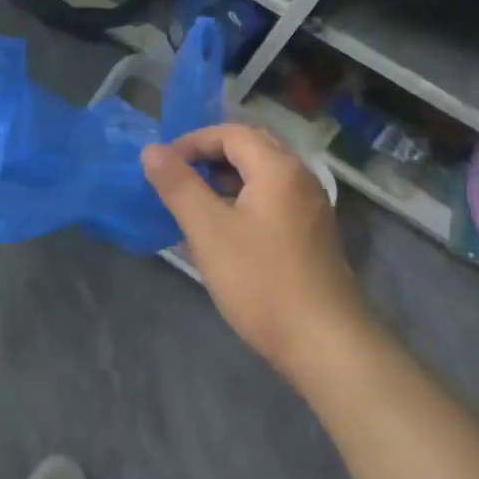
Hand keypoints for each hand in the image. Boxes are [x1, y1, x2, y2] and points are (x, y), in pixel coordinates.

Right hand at [143, 124, 368, 383]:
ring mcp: (311, 207)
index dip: (192, 141)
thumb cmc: (262, 282)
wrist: (327, 345)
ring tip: (194, 203)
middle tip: (177, 177)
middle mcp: (300, 178)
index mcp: (278, 168)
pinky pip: (273, 199)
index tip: (162, 165)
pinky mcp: (313, 235)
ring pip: (262, 175)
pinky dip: (244, 200)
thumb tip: (151, 150)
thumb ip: (178, 185)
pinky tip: (224, 231)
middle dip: (209, 156)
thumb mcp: (209, 231)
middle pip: (250, 147)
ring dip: (226, 179)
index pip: (230, 132)